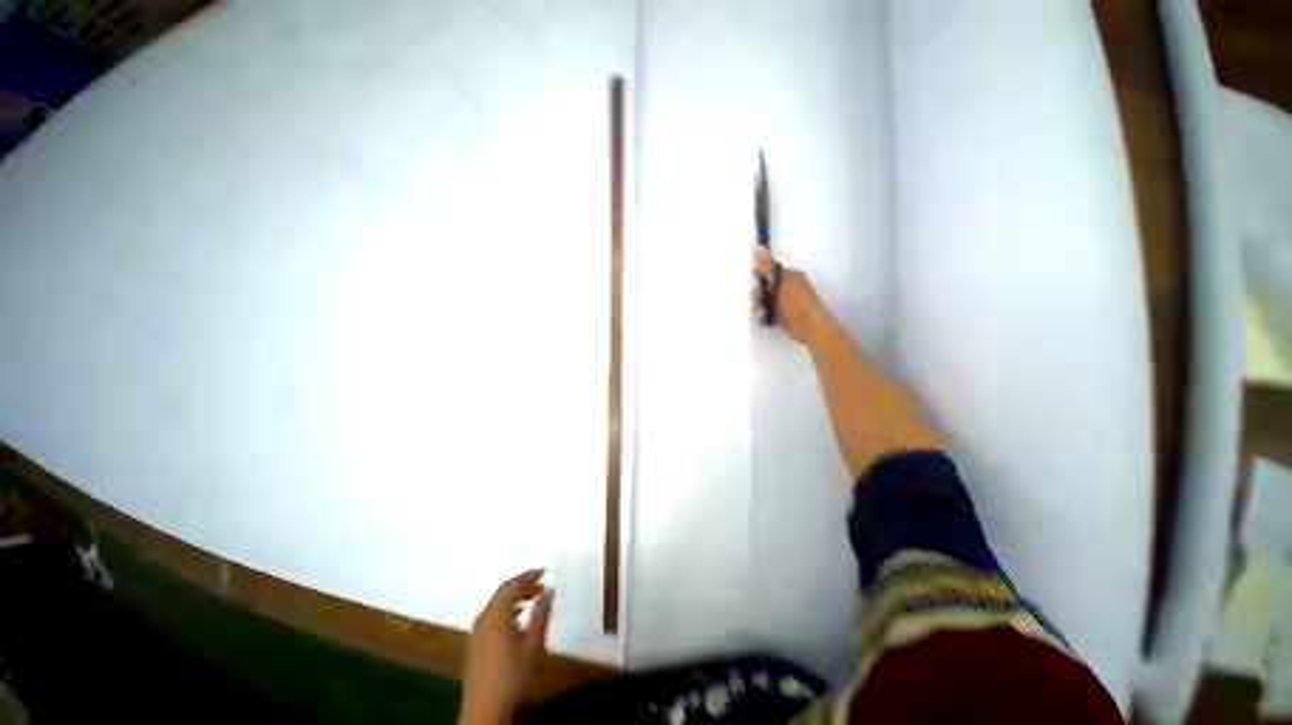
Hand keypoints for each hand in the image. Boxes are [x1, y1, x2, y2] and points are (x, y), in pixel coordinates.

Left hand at [460, 570, 553, 724]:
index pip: (512, 586)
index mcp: (496, 616)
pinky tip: (518, 619)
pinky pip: (492, 615)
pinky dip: (506, 609)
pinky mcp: (475, 641)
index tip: (544, 572)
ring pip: (497, 603)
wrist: (484, 710)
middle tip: (541, 586)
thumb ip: (541, 615)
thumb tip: (549, 590)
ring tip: (533, 600)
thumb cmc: (511, 676)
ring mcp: (477, 630)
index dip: (529, 576)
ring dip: (515, 597)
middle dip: (522, 585)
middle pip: (503, 592)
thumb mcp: (532, 645)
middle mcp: (483, 618)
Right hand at [752, 248, 825, 344]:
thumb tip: (759, 248)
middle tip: (758, 301)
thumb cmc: (797, 302)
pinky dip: (764, 316)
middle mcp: (787, 288)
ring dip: (759, 307)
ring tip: (762, 313)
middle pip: (764, 288)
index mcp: (790, 276)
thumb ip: (768, 267)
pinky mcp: (781, 316)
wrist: (809, 326)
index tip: (755, 284)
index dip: (760, 278)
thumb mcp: (781, 281)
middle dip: (758, 295)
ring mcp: (784, 303)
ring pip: (764, 301)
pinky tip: (764, 319)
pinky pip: (767, 313)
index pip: (770, 272)